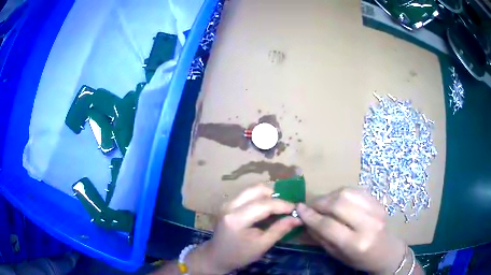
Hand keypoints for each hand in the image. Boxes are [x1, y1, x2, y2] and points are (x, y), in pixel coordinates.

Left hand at [189, 184, 301, 273]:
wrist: (217, 256)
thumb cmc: (239, 254)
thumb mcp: (262, 245)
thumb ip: (279, 230)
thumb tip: (297, 218)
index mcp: (237, 218)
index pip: (264, 204)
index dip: (282, 204)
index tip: (295, 209)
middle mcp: (230, 205)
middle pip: (256, 190)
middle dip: (275, 196)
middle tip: (286, 208)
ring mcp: (227, 203)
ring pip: (251, 190)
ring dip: (267, 196)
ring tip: (277, 208)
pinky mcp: (227, 203)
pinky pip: (247, 195)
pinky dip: (259, 199)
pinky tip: (266, 210)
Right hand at [297, 188, 405, 273]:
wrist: (387, 251)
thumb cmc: (361, 259)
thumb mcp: (338, 255)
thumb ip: (321, 237)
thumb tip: (306, 220)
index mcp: (356, 243)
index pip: (328, 225)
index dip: (311, 216)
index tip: (299, 209)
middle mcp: (368, 224)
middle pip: (338, 204)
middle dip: (320, 203)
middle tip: (311, 206)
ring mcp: (376, 209)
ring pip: (347, 193)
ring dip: (330, 196)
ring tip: (324, 204)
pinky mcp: (378, 201)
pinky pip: (356, 190)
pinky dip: (342, 193)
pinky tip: (338, 200)